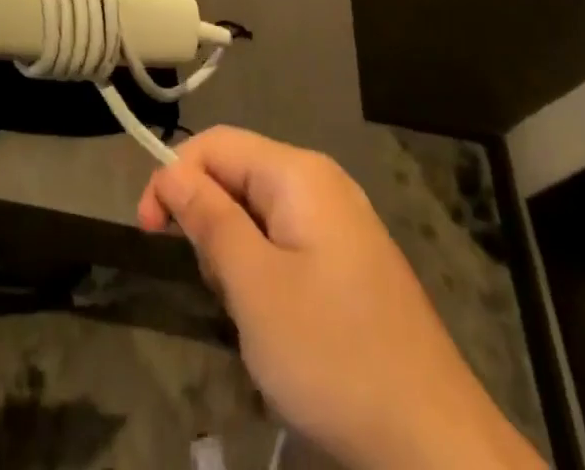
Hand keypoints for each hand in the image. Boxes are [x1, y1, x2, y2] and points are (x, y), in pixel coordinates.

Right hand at [138, 127, 541, 469]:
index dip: (173, 177)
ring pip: (258, 216)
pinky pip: (287, 246)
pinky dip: (266, 276)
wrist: (438, 449)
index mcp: (299, 173)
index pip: (215, 144)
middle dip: (211, 224)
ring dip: (237, 258)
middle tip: (218, 290)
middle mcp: (322, 184)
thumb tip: (171, 171)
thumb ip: (208, 219)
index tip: (146, 231)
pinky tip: (280, 327)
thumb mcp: (254, 286)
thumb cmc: (334, 356)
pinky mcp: (351, 264)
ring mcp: (341, 225)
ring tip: (252, 318)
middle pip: (237, 176)